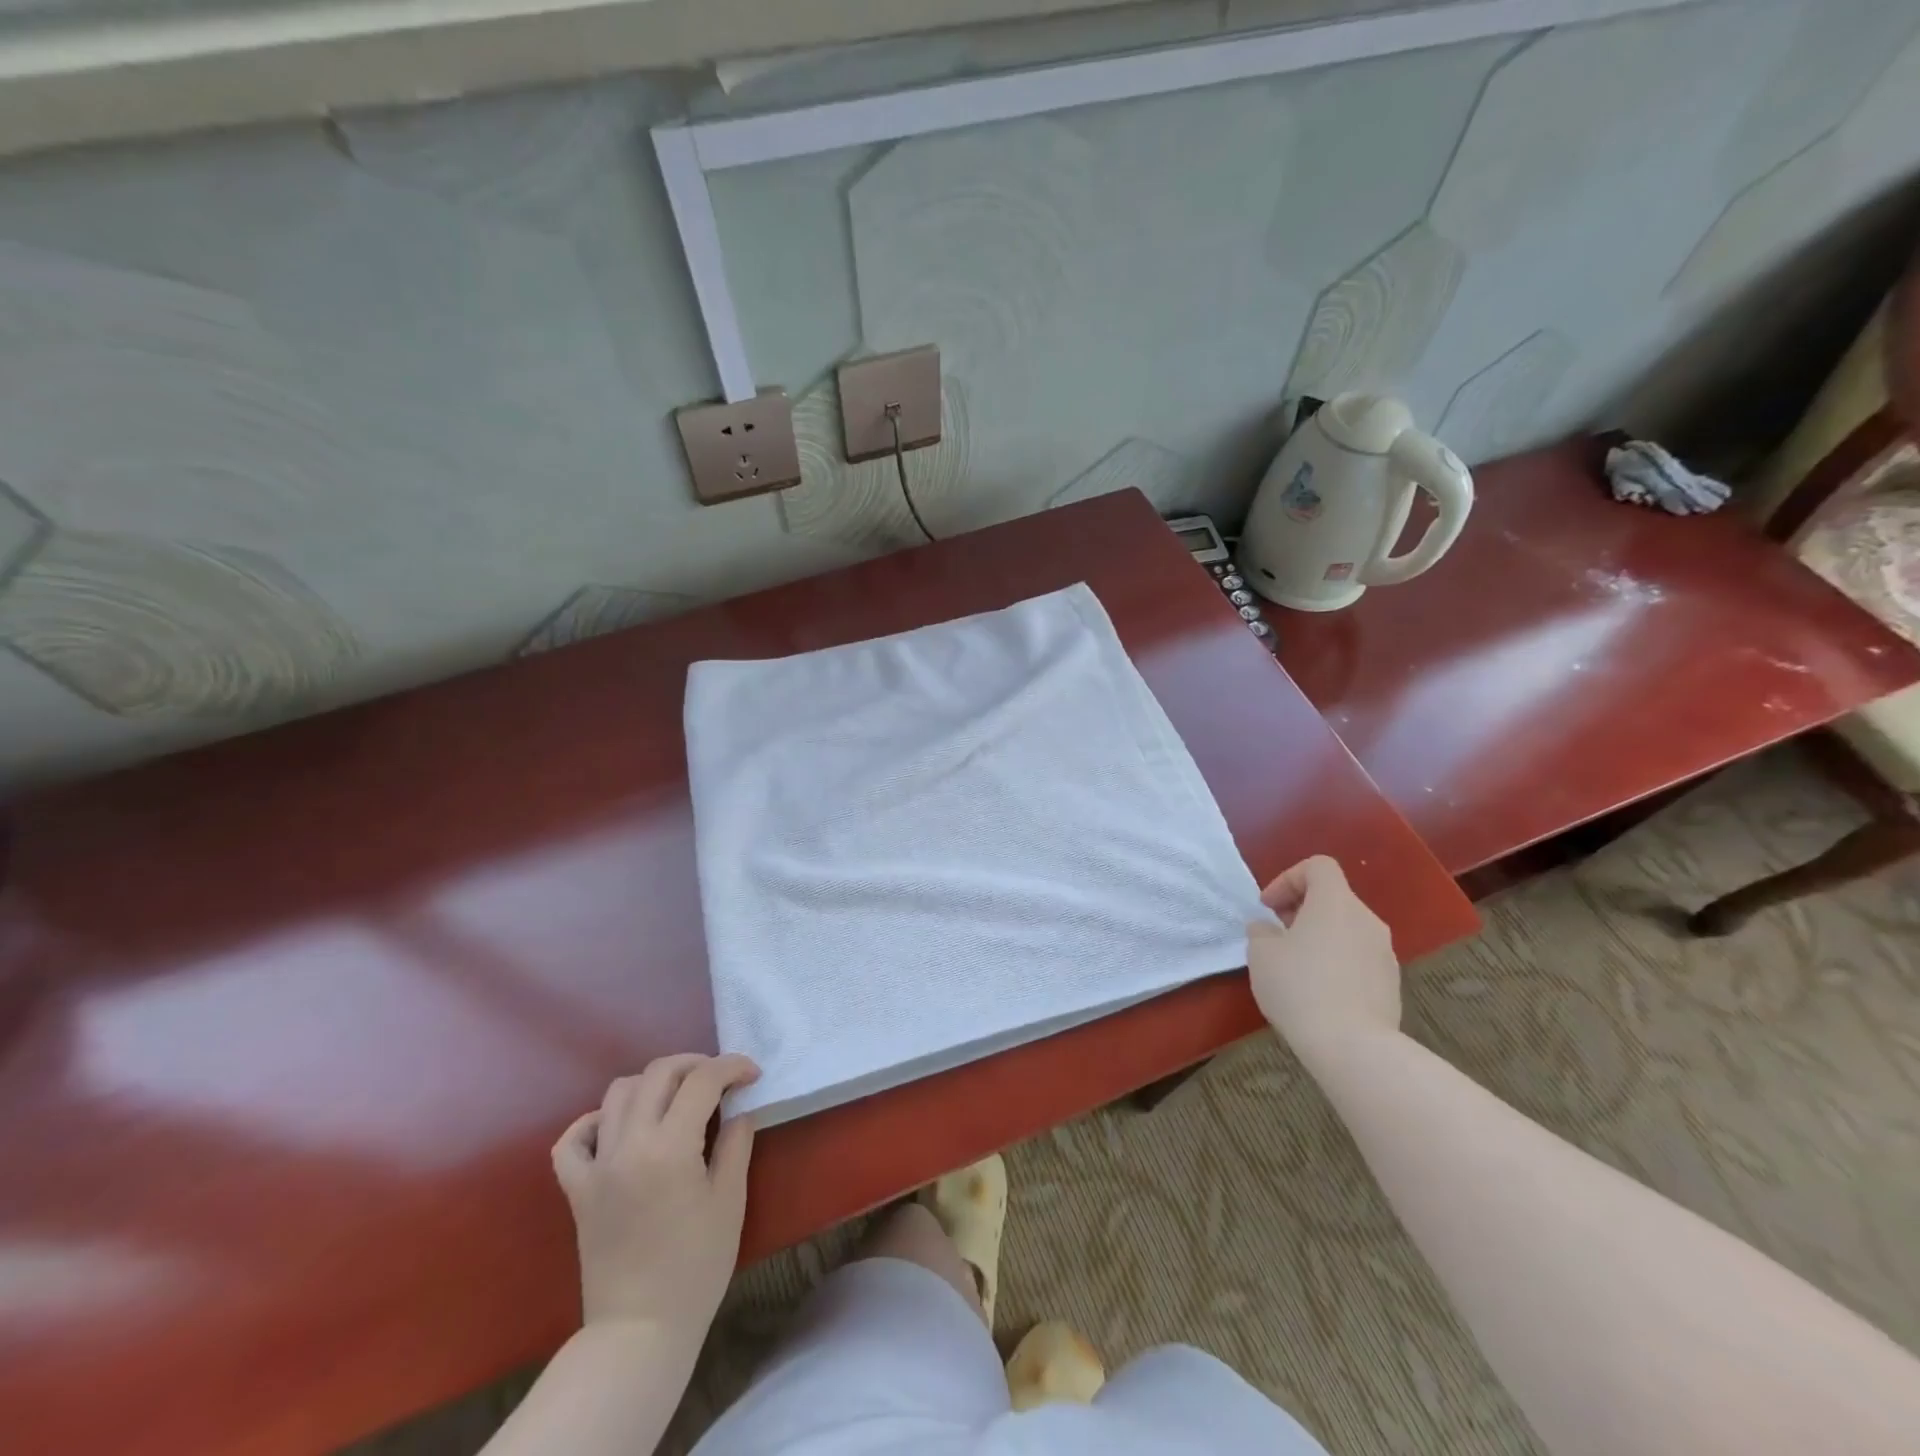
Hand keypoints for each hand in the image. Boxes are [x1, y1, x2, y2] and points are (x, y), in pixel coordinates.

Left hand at [551, 1054, 759, 1332]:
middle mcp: (629, 1145)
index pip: (702, 1081)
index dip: (731, 1068)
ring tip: (676, 1097)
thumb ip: (735, 1144)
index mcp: (670, 1147)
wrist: (640, 1330)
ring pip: (617, 1094)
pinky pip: (573, 1140)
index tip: (752, 1075)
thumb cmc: (696, 1267)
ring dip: (652, 1083)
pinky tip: (618, 1128)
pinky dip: (594, 1122)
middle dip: (694, 1064)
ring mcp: (597, 1166)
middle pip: (658, 1073)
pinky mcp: (577, 1190)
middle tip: (720, 1078)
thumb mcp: (729, 1201)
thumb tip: (738, 1110)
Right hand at [1247, 856, 1399, 1057]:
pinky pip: (1358, 959)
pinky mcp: (1391, 984)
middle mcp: (1366, 920)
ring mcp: (1385, 953)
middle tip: (1277, 935)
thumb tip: (1267, 929)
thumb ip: (1261, 932)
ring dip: (1320, 937)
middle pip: (1333, 898)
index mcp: (1336, 902)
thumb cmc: (1300, 987)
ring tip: (1295, 966)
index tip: (1269, 908)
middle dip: (1301, 909)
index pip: (1318, 866)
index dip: (1288, 878)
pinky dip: (1337, 963)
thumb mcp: (1261, 955)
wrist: (1353, 1047)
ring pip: (1346, 930)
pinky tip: (1318, 992)